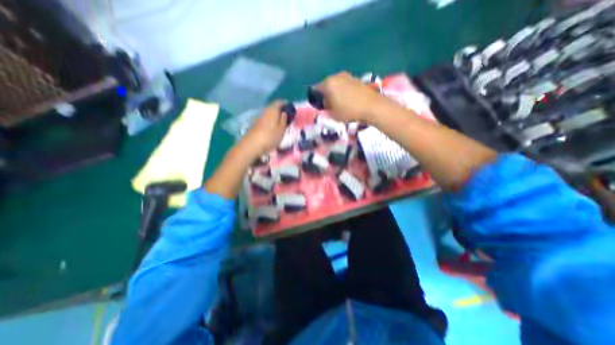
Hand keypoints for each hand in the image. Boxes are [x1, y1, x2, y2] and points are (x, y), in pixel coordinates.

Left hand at [240, 100, 287, 156]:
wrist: (251, 145)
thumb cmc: (270, 137)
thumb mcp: (281, 130)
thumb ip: (284, 120)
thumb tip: (284, 113)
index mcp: (272, 110)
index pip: (279, 102)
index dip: (285, 105)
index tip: (290, 110)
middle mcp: (264, 111)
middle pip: (273, 108)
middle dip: (279, 111)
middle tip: (286, 118)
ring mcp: (258, 117)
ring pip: (268, 114)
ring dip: (274, 117)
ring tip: (279, 125)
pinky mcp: (255, 124)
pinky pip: (264, 120)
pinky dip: (269, 122)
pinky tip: (271, 129)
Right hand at [317, 71, 387, 121]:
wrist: (372, 106)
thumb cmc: (349, 111)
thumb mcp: (332, 113)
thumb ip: (325, 107)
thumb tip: (325, 103)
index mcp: (328, 83)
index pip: (316, 90)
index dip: (316, 99)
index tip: (321, 107)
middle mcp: (336, 76)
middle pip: (326, 85)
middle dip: (326, 95)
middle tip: (330, 106)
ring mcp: (347, 76)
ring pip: (336, 85)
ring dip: (335, 93)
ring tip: (340, 104)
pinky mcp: (356, 79)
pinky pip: (345, 85)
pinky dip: (344, 91)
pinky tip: (349, 100)